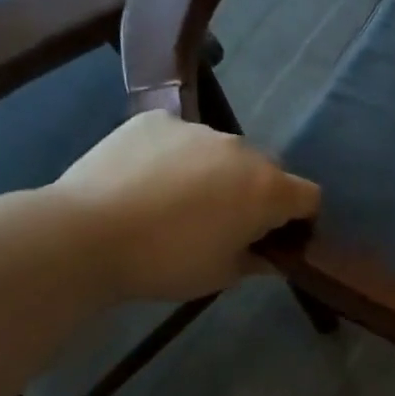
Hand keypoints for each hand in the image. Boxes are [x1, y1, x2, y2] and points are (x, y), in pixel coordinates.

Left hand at [48, 112, 319, 301]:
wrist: (85, 235)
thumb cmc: (166, 262)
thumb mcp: (222, 275)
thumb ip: (257, 261)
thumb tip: (271, 257)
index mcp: (268, 190)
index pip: (309, 197)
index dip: (300, 219)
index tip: (276, 238)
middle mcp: (243, 151)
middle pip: (268, 170)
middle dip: (257, 193)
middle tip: (224, 222)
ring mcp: (198, 130)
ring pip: (224, 152)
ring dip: (217, 173)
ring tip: (177, 201)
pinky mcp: (155, 120)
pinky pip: (181, 137)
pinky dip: (176, 156)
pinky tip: (147, 180)